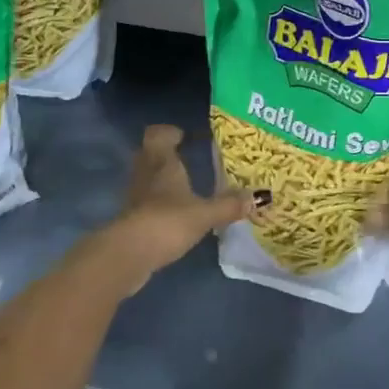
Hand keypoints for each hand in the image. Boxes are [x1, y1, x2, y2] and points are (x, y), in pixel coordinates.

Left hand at [96, 125, 251, 283]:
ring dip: (162, 180)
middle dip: (166, 155)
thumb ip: (229, 205)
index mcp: (162, 162)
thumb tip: (259, 196)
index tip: (184, 136)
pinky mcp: (131, 220)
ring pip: (147, 178)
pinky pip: (146, 202)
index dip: (169, 132)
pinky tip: (175, 215)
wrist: (128, 255)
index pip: (157, 135)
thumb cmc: (167, 222)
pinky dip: (158, 203)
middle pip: (149, 154)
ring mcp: (135, 197)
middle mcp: (145, 174)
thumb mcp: (204, 214)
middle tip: (188, 158)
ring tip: (186, 186)